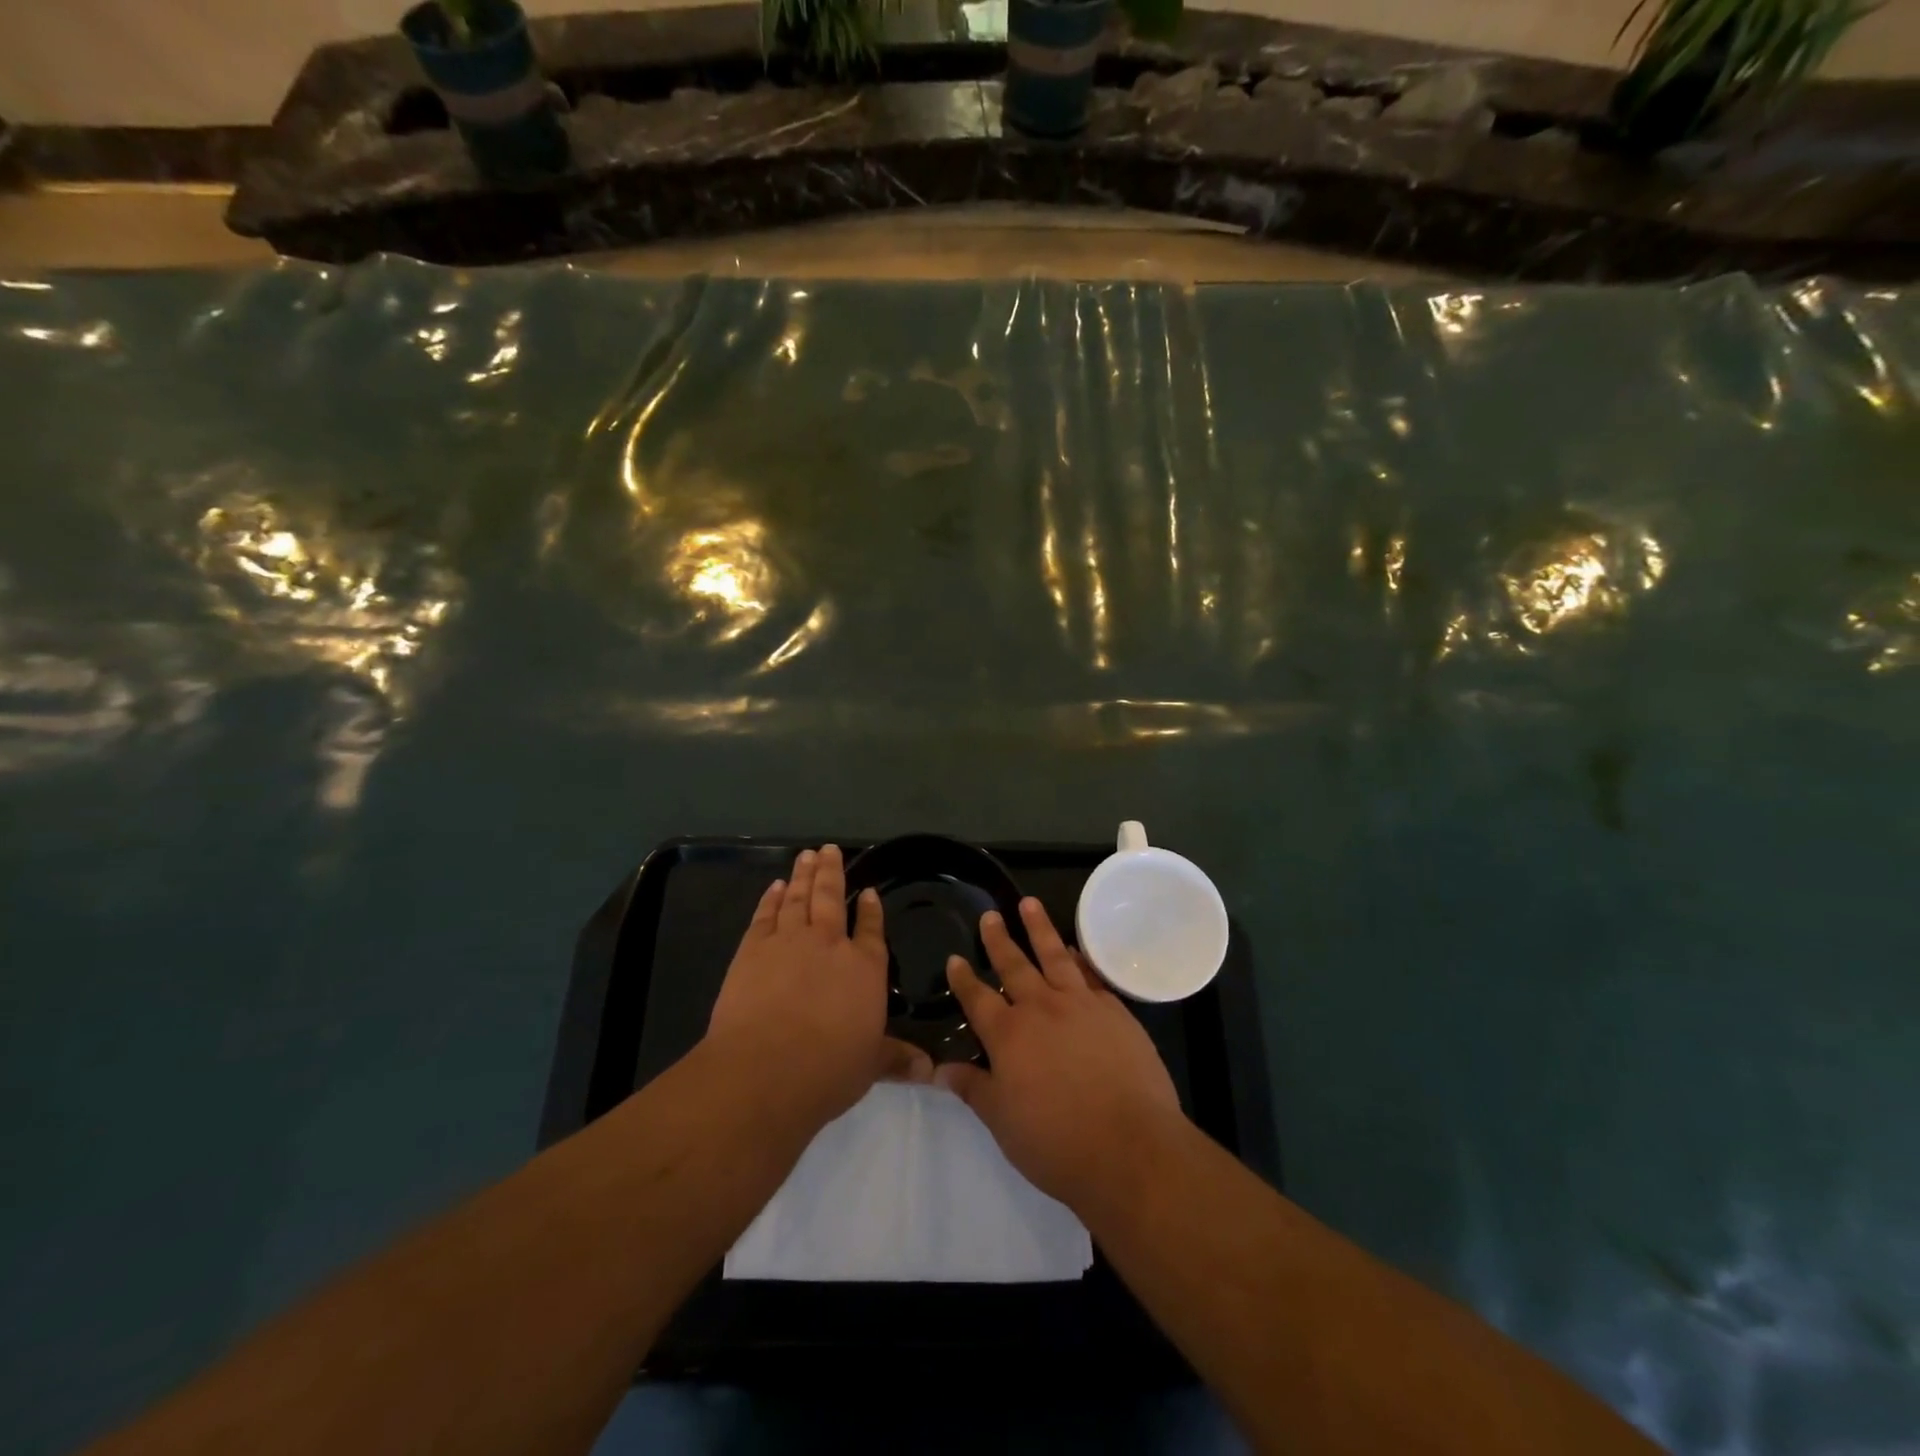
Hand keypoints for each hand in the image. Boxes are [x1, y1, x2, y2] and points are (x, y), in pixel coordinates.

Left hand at [707, 845, 931, 1123]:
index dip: (870, 911)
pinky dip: (772, 898)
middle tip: (829, 849)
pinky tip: (776, 886)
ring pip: (799, 898)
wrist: (766, 1068)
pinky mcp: (754, 948)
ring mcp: (789, 941)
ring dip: (804, 875)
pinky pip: (766, 914)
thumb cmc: (828, 1070)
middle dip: (832, 872)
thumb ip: (896, 1059)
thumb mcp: (870, 1066)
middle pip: (831, 898)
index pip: (871, 931)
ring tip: (807, 854)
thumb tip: (930, 1070)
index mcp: (864, 969)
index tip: (868, 892)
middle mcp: (830, 944)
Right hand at [936, 897, 1184, 1212]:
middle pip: (1014, 965)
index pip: (978, 998)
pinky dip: (1078, 958)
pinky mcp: (1115, 1011)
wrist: (1130, 1147)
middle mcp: (1042, 1009)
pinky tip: (1073, 950)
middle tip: (990, 915)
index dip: (964, 979)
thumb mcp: (1003, 1122)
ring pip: (1054, 956)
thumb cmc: (1057, 1142)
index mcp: (1009, 1035)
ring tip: (1029, 904)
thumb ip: (973, 1089)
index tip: (955, 958)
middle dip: (999, 939)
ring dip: (1039, 928)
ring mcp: (1081, 1005)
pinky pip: (1090, 974)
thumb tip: (940, 1068)